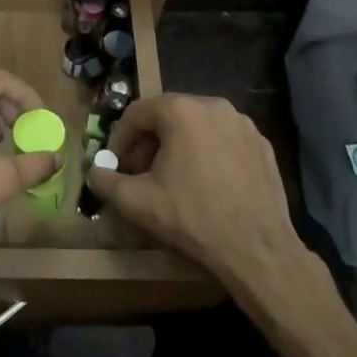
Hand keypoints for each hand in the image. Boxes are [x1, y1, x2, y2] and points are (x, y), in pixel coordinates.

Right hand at [88, 94, 302, 285]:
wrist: (258, 250)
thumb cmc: (192, 218)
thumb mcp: (137, 202)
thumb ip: (106, 181)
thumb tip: (94, 173)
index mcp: (181, 110)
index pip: (137, 113)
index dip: (120, 139)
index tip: (116, 166)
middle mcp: (214, 106)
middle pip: (168, 116)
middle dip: (149, 143)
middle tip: (140, 173)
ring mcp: (243, 124)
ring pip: (197, 127)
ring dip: (178, 147)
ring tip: (172, 180)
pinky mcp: (263, 145)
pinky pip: (224, 140)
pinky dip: (208, 154)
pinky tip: (206, 185)